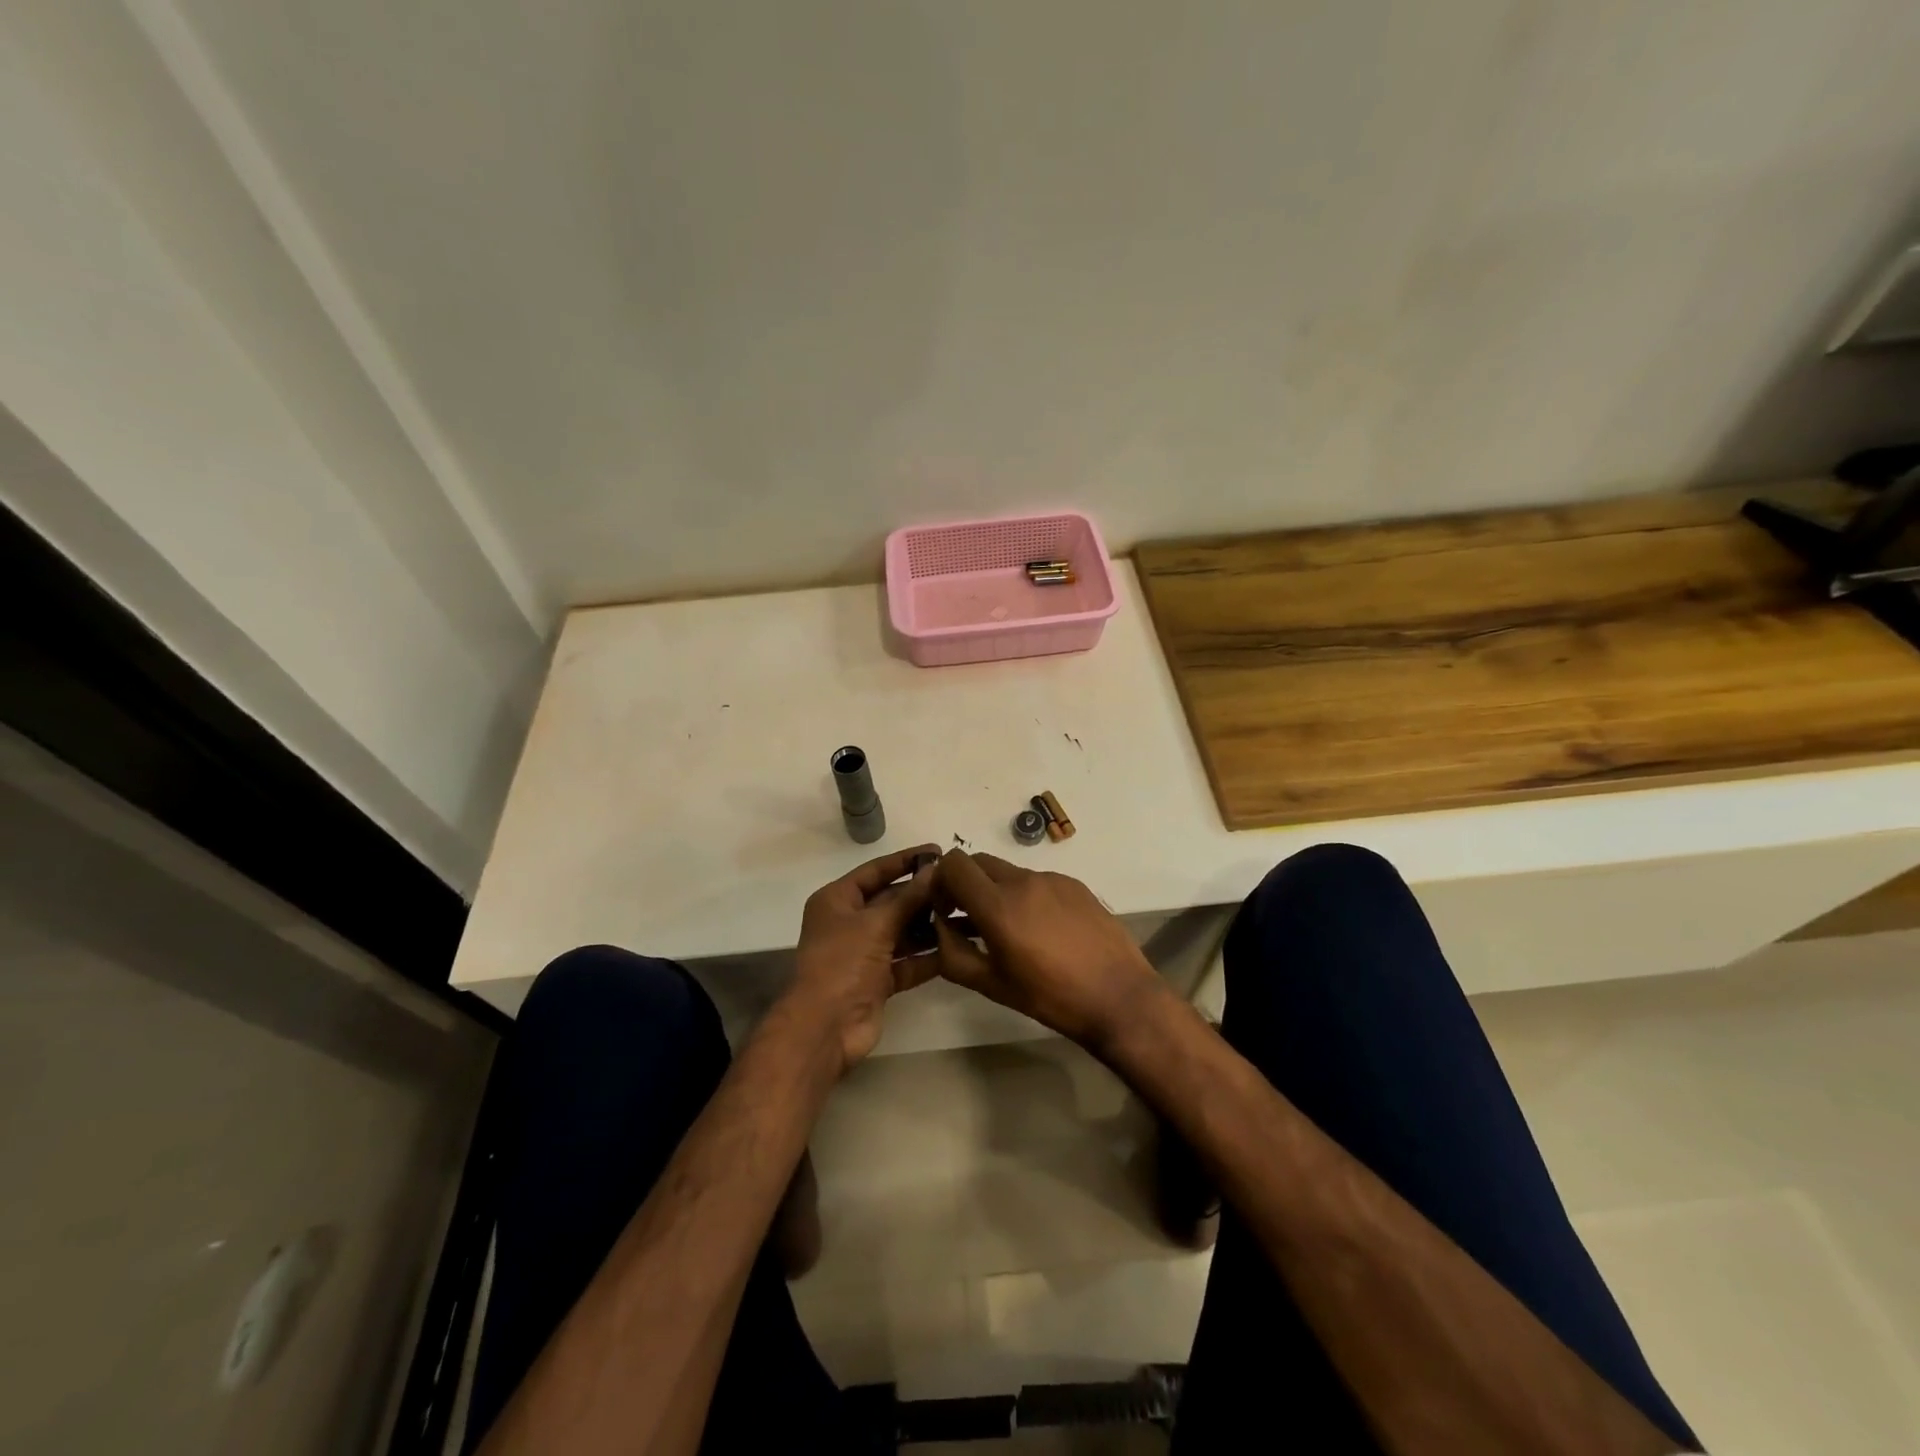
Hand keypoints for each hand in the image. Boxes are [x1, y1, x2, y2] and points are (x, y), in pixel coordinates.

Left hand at [789, 844, 940, 1073]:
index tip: (938, 851)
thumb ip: (909, 898)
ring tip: (964, 913)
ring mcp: (863, 953)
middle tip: (959, 885)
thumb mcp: (876, 923)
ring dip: (929, 925)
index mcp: (837, 900)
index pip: (875, 871)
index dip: (905, 860)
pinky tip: (956, 947)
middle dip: (922, 894)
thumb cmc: (843, 962)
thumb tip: (936, 869)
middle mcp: (849, 923)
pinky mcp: (878, 980)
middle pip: (891, 901)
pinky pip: (907, 962)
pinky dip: (928, 956)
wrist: (826, 1027)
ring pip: (902, 932)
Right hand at [932, 851, 1167, 1052]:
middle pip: (978, 862)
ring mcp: (1052, 879)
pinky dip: (1027, 896)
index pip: (953, 864)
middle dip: (966, 884)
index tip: (946, 910)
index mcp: (998, 906)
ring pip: (1008, 872)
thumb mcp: (991, 985)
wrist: (1119, 996)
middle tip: (970, 918)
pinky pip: (1038, 880)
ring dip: (997, 891)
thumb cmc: (1051, 997)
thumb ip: (952, 953)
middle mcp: (1023, 881)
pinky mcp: (1075, 884)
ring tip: (1011, 930)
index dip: (940, 882)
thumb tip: (940, 926)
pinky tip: (1043, 930)